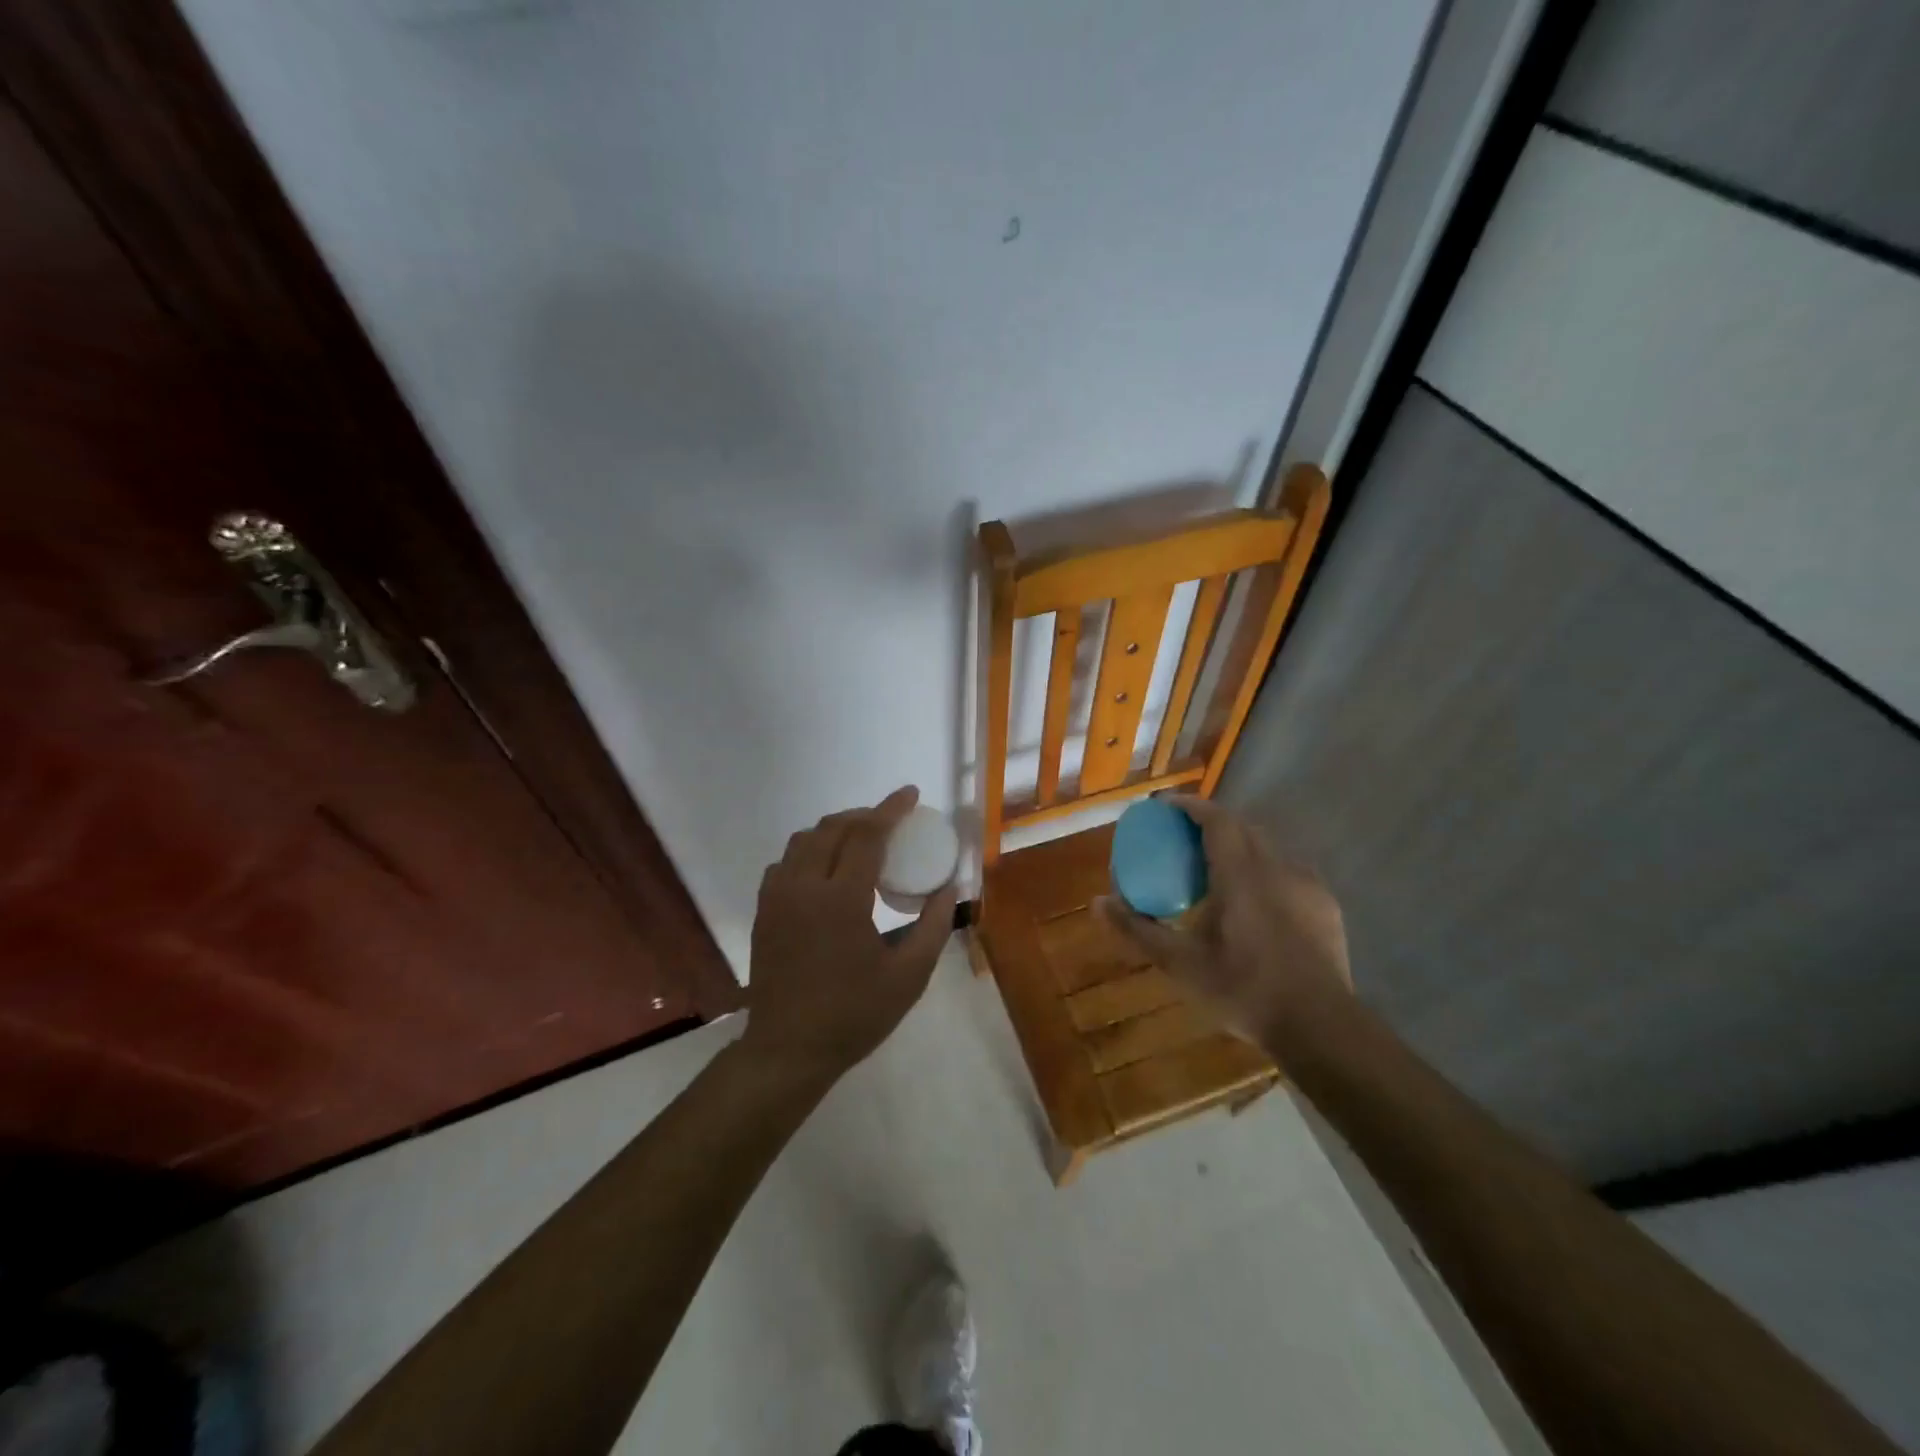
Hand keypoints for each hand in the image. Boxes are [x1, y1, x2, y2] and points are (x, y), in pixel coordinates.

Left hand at [741, 786, 958, 1085]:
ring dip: (835, 830)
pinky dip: (808, 851)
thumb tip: (949, 889)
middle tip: (891, 820)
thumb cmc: (853, 1015)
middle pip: (833, 828)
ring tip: (860, 840)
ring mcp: (777, 897)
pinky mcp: (764, 911)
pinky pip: (785, 862)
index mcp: (841, 899)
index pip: (867, 835)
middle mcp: (804, 887)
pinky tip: (824, 869)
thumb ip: (934, 927)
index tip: (910, 794)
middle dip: (864, 815)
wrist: (788, 1050)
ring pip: (804, 840)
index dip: (890, 809)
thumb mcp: (908, 977)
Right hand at [1098, 795, 1350, 1051]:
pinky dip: (1265, 873)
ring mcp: (1306, 885)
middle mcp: (1276, 867)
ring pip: (1268, 849)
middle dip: (1212, 824)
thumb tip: (1098, 903)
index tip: (1164, 807)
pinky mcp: (1326, 906)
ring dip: (1240, 848)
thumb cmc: (1243, 988)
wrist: (1319, 1026)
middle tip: (1184, 839)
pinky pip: (1288, 873)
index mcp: (1240, 872)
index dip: (1188, 806)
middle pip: (1242, 827)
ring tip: (1219, 871)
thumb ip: (1137, 929)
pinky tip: (1257, 902)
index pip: (1215, 819)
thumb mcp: (1179, 963)